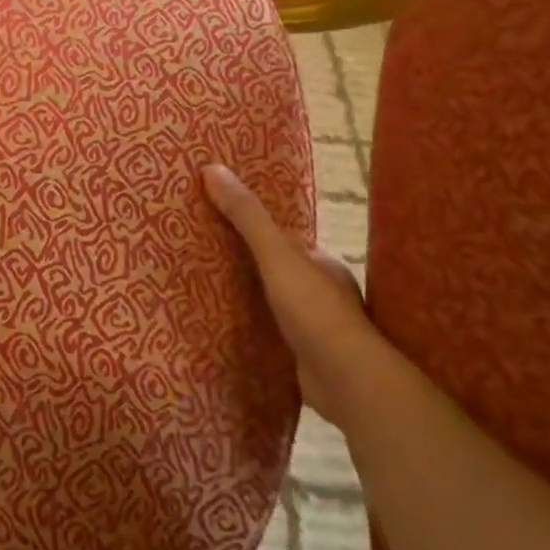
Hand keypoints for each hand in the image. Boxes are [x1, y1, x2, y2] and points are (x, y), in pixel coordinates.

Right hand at [201, 163, 383, 424]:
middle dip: (247, 265)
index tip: (218, 222)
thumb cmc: (315, 310)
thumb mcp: (276, 254)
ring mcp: (316, 328)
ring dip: (249, 299)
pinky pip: (271, 335)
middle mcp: (323, 293)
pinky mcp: (304, 358)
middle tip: (202, 255)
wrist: (347, 382)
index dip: (254, 230)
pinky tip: (226, 329)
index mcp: (322, 264)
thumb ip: (246, 216)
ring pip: (274, 304)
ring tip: (205, 289)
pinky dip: (252, 330)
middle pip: (277, 271)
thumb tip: (212, 168)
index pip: (284, 240)